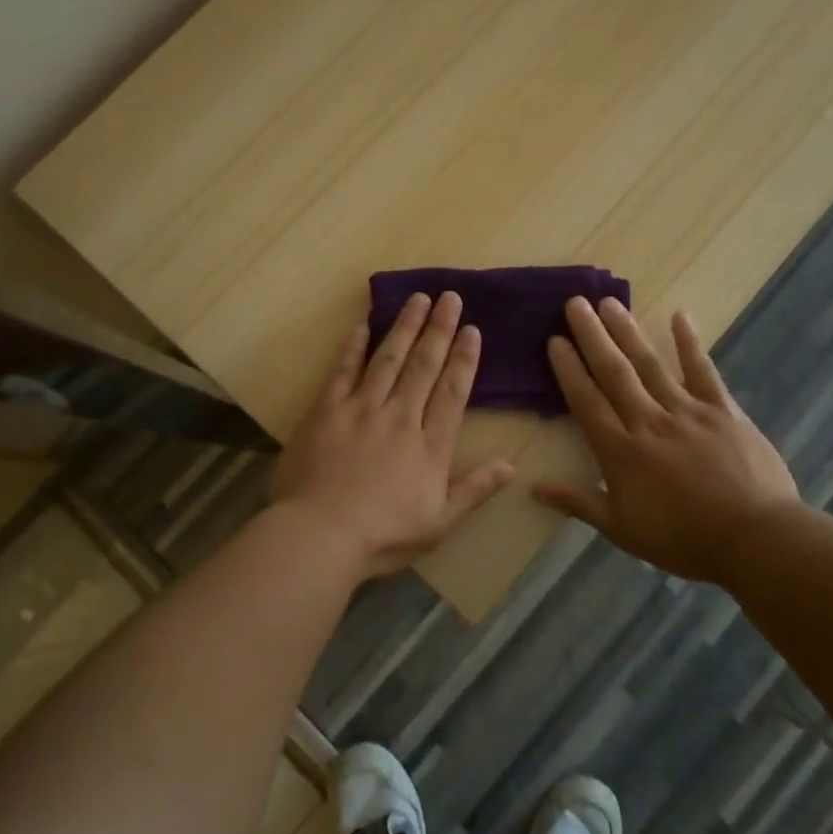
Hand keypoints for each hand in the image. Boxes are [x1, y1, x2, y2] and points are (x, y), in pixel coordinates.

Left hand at [272, 291, 514, 578]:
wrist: (319, 535)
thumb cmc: (382, 536)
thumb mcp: (439, 523)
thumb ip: (475, 490)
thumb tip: (512, 466)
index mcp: (429, 445)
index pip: (452, 392)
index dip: (464, 359)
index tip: (472, 330)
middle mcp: (399, 417)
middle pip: (423, 366)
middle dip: (439, 329)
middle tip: (449, 298)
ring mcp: (360, 409)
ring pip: (388, 359)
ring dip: (404, 327)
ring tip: (417, 299)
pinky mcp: (325, 411)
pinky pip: (342, 371)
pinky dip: (353, 348)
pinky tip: (362, 326)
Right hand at [534, 297, 798, 580]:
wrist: (754, 539)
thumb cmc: (683, 539)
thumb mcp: (622, 529)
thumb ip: (579, 502)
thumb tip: (533, 488)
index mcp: (620, 450)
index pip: (586, 401)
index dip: (568, 369)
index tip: (555, 341)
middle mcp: (647, 421)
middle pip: (613, 372)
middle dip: (592, 336)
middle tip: (576, 304)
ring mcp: (687, 412)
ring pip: (650, 364)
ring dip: (628, 332)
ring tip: (610, 303)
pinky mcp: (722, 411)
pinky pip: (703, 371)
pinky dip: (691, 343)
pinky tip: (680, 316)